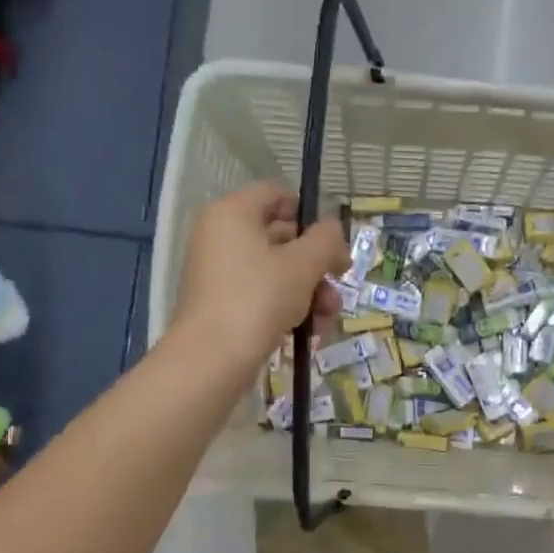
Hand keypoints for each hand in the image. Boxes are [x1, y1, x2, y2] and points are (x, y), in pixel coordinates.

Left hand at [172, 184, 349, 373]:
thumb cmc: (258, 298)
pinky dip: (287, 308)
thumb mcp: (303, 265)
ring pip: (275, 271)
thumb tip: (332, 230)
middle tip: (340, 280)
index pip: (275, 194)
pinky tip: (310, 332)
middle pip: (280, 237)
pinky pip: (262, 295)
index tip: (332, 240)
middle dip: (316, 264)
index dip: (308, 213)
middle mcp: (220, 237)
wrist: (213, 358)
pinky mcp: (221, 305)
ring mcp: (218, 273)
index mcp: (232, 213)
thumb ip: (325, 239)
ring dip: (309, 291)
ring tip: (328, 316)